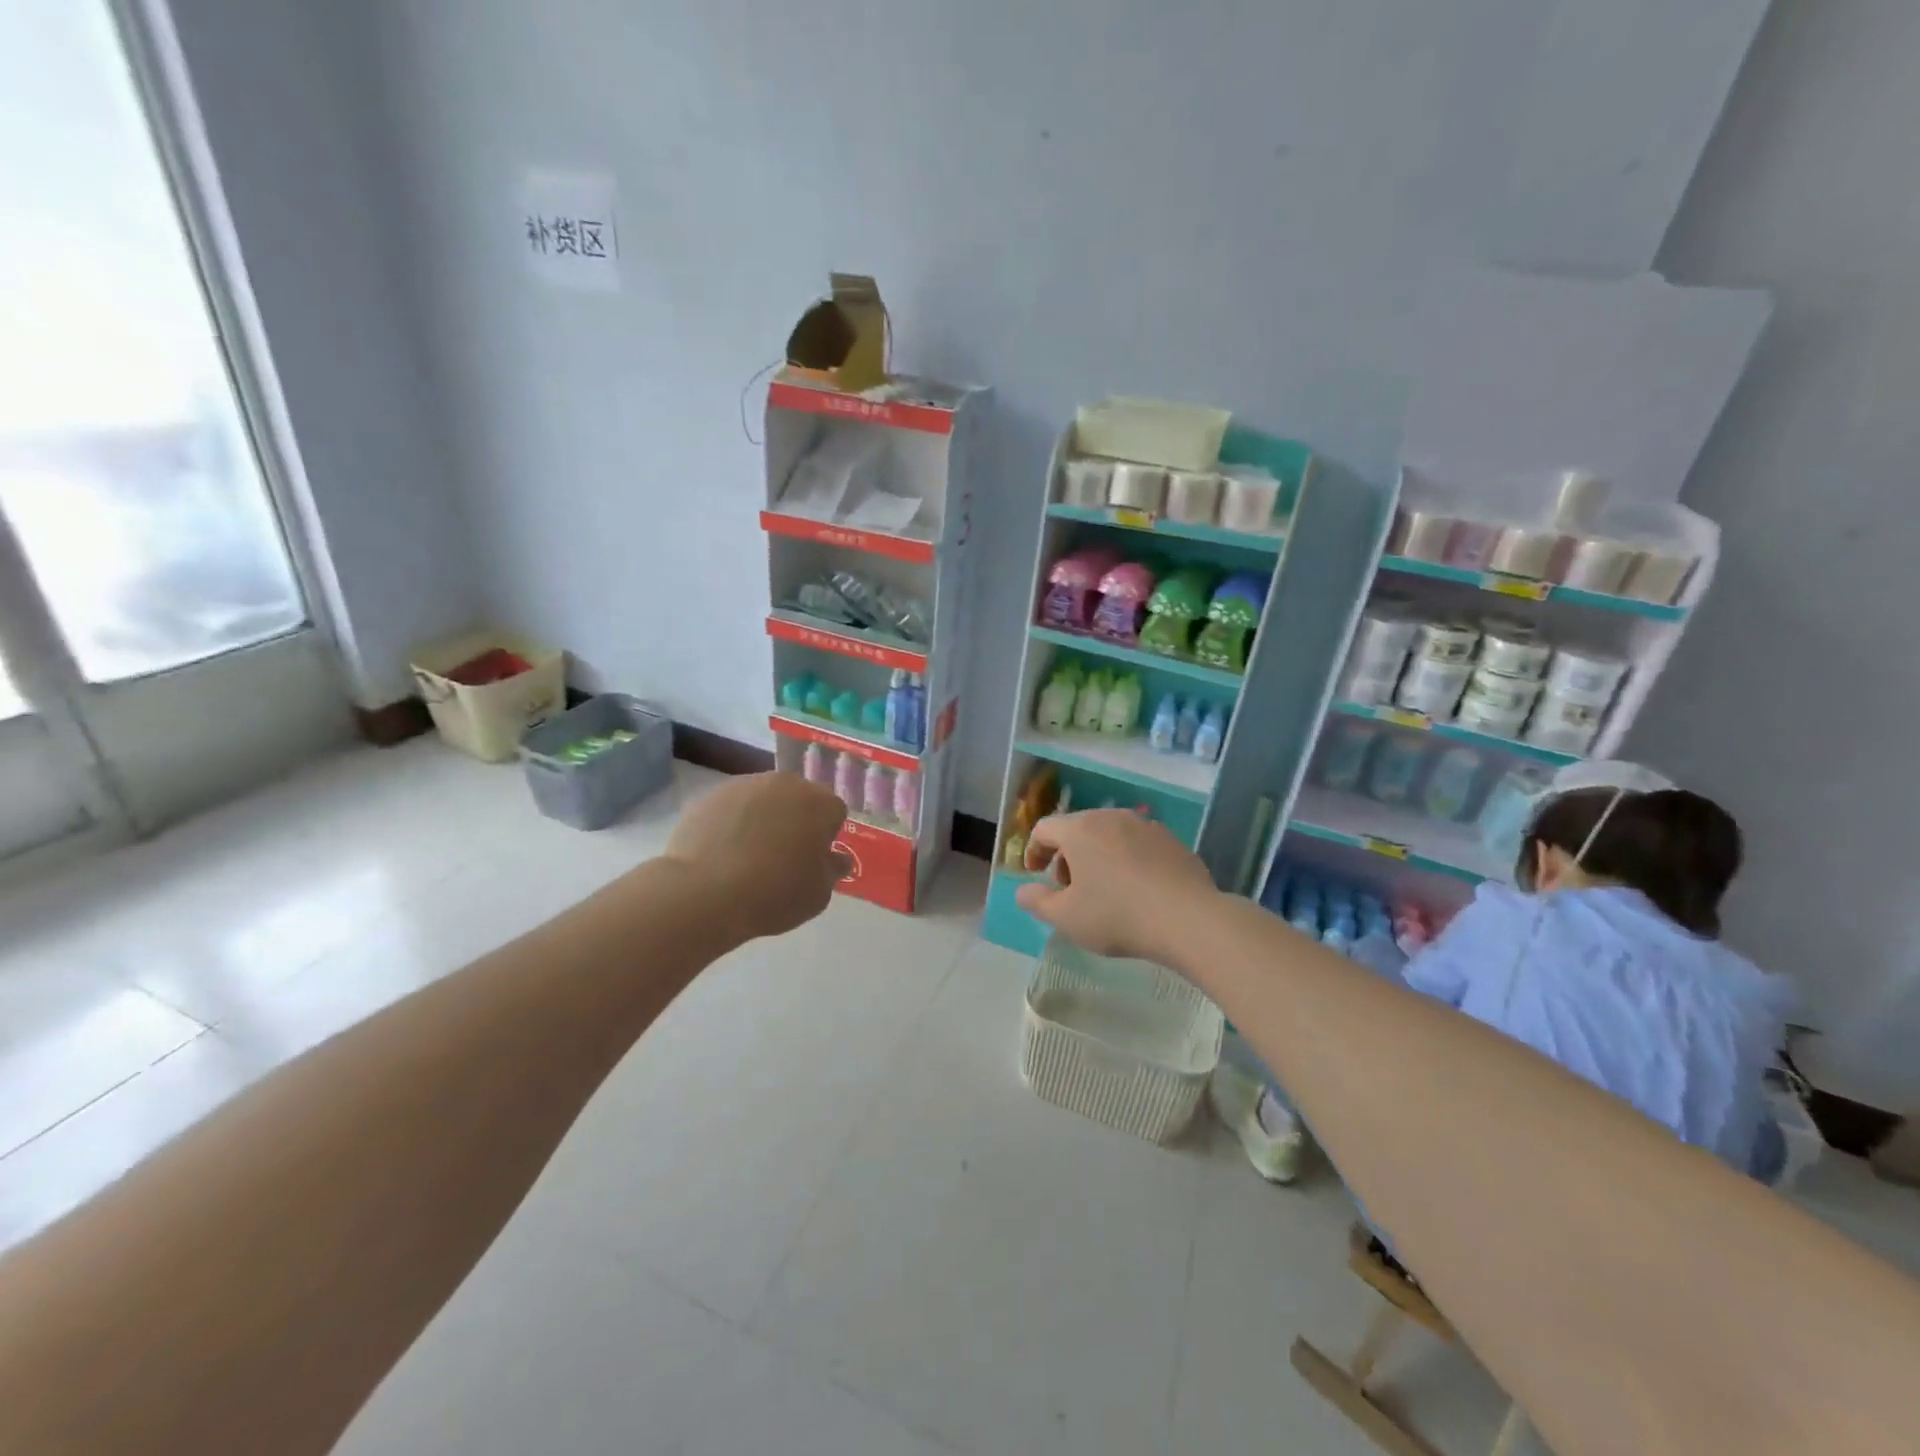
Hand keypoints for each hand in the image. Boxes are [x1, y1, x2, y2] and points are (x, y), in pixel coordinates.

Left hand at [662, 772, 849, 940]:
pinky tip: (723, 852)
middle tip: (783, 855)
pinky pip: (733, 807)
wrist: (703, 892)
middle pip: (799, 798)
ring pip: (765, 799)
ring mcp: (746, 785)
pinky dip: (732, 822)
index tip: (813, 859)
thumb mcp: (818, 894)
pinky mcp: (711, 794)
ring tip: (748, 854)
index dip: (826, 836)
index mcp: (820, 803)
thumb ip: (832, 870)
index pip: (834, 812)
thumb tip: (835, 857)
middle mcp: (787, 783)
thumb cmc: (773, 893)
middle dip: (796, 820)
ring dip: (764, 818)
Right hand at [1014, 810, 1218, 965]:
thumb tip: (1024, 890)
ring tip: (1103, 891)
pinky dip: (1127, 860)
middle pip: (1077, 829)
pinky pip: (1137, 845)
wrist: (1188, 919)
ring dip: (1097, 857)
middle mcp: (1111, 817)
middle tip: (1069, 889)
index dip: (1034, 851)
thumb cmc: (1117, 916)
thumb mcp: (1065, 917)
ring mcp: (1145, 825)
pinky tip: (1137, 891)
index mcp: (1080, 829)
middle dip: (1066, 856)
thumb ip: (1037, 901)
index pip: (1044, 828)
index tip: (1036, 876)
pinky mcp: (1172, 840)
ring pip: (1109, 835)